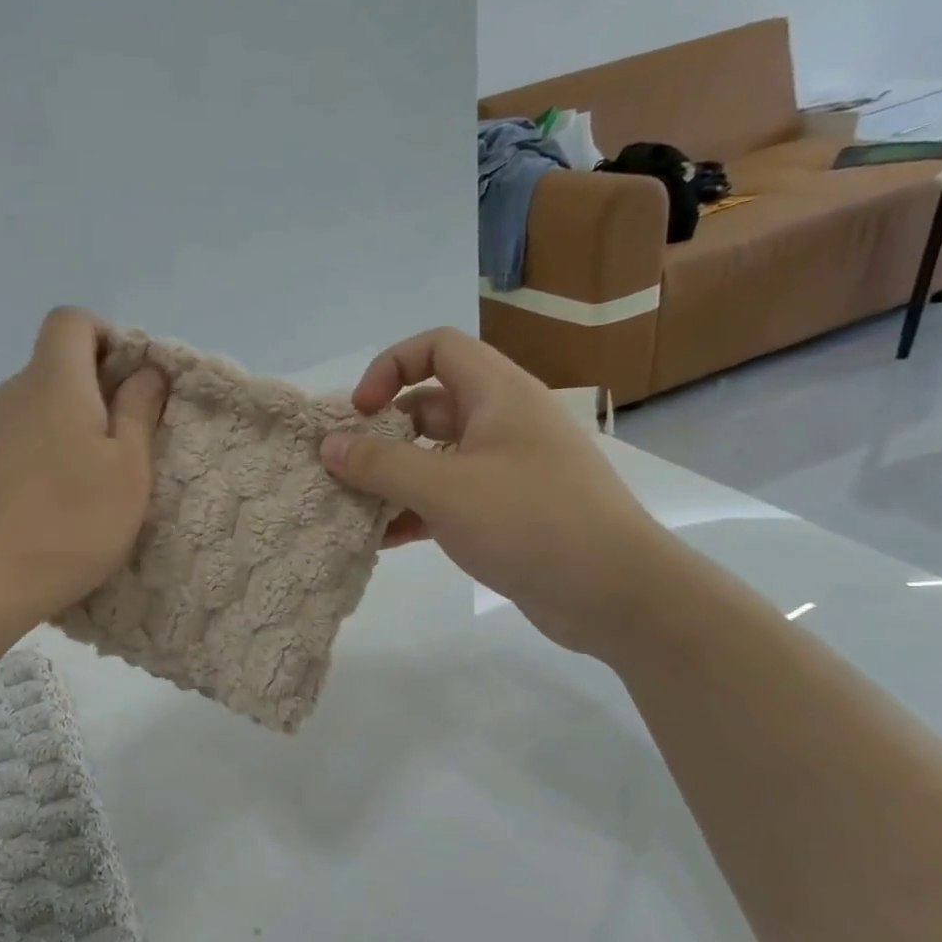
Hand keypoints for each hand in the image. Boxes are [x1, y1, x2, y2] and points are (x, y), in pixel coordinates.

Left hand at [0, 307, 166, 632]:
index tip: (130, 383)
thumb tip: (146, 369)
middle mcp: (12, 394)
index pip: (71, 321)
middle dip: (95, 390)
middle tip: (124, 445)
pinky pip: (16, 441)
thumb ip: (139, 410)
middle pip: (55, 366)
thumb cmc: (70, 522)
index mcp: (53, 382)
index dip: (106, 336)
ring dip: (68, 428)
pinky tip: (53, 506)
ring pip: (36, 408)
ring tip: (90, 484)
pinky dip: (41, 455)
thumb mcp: (127, 469)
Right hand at [319, 327, 673, 655]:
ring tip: (352, 507)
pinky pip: (446, 499)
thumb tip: (328, 445)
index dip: (391, 367)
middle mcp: (502, 423)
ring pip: (433, 458)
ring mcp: (504, 470)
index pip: (437, 347)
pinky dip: (413, 513)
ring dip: (392, 479)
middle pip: (428, 406)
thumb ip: (380, 464)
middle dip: (382, 433)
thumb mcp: (445, 488)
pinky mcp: (503, 512)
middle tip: (344, 467)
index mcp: (498, 394)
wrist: (614, 593)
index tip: (360, 412)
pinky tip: (383, 541)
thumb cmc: (530, 521)